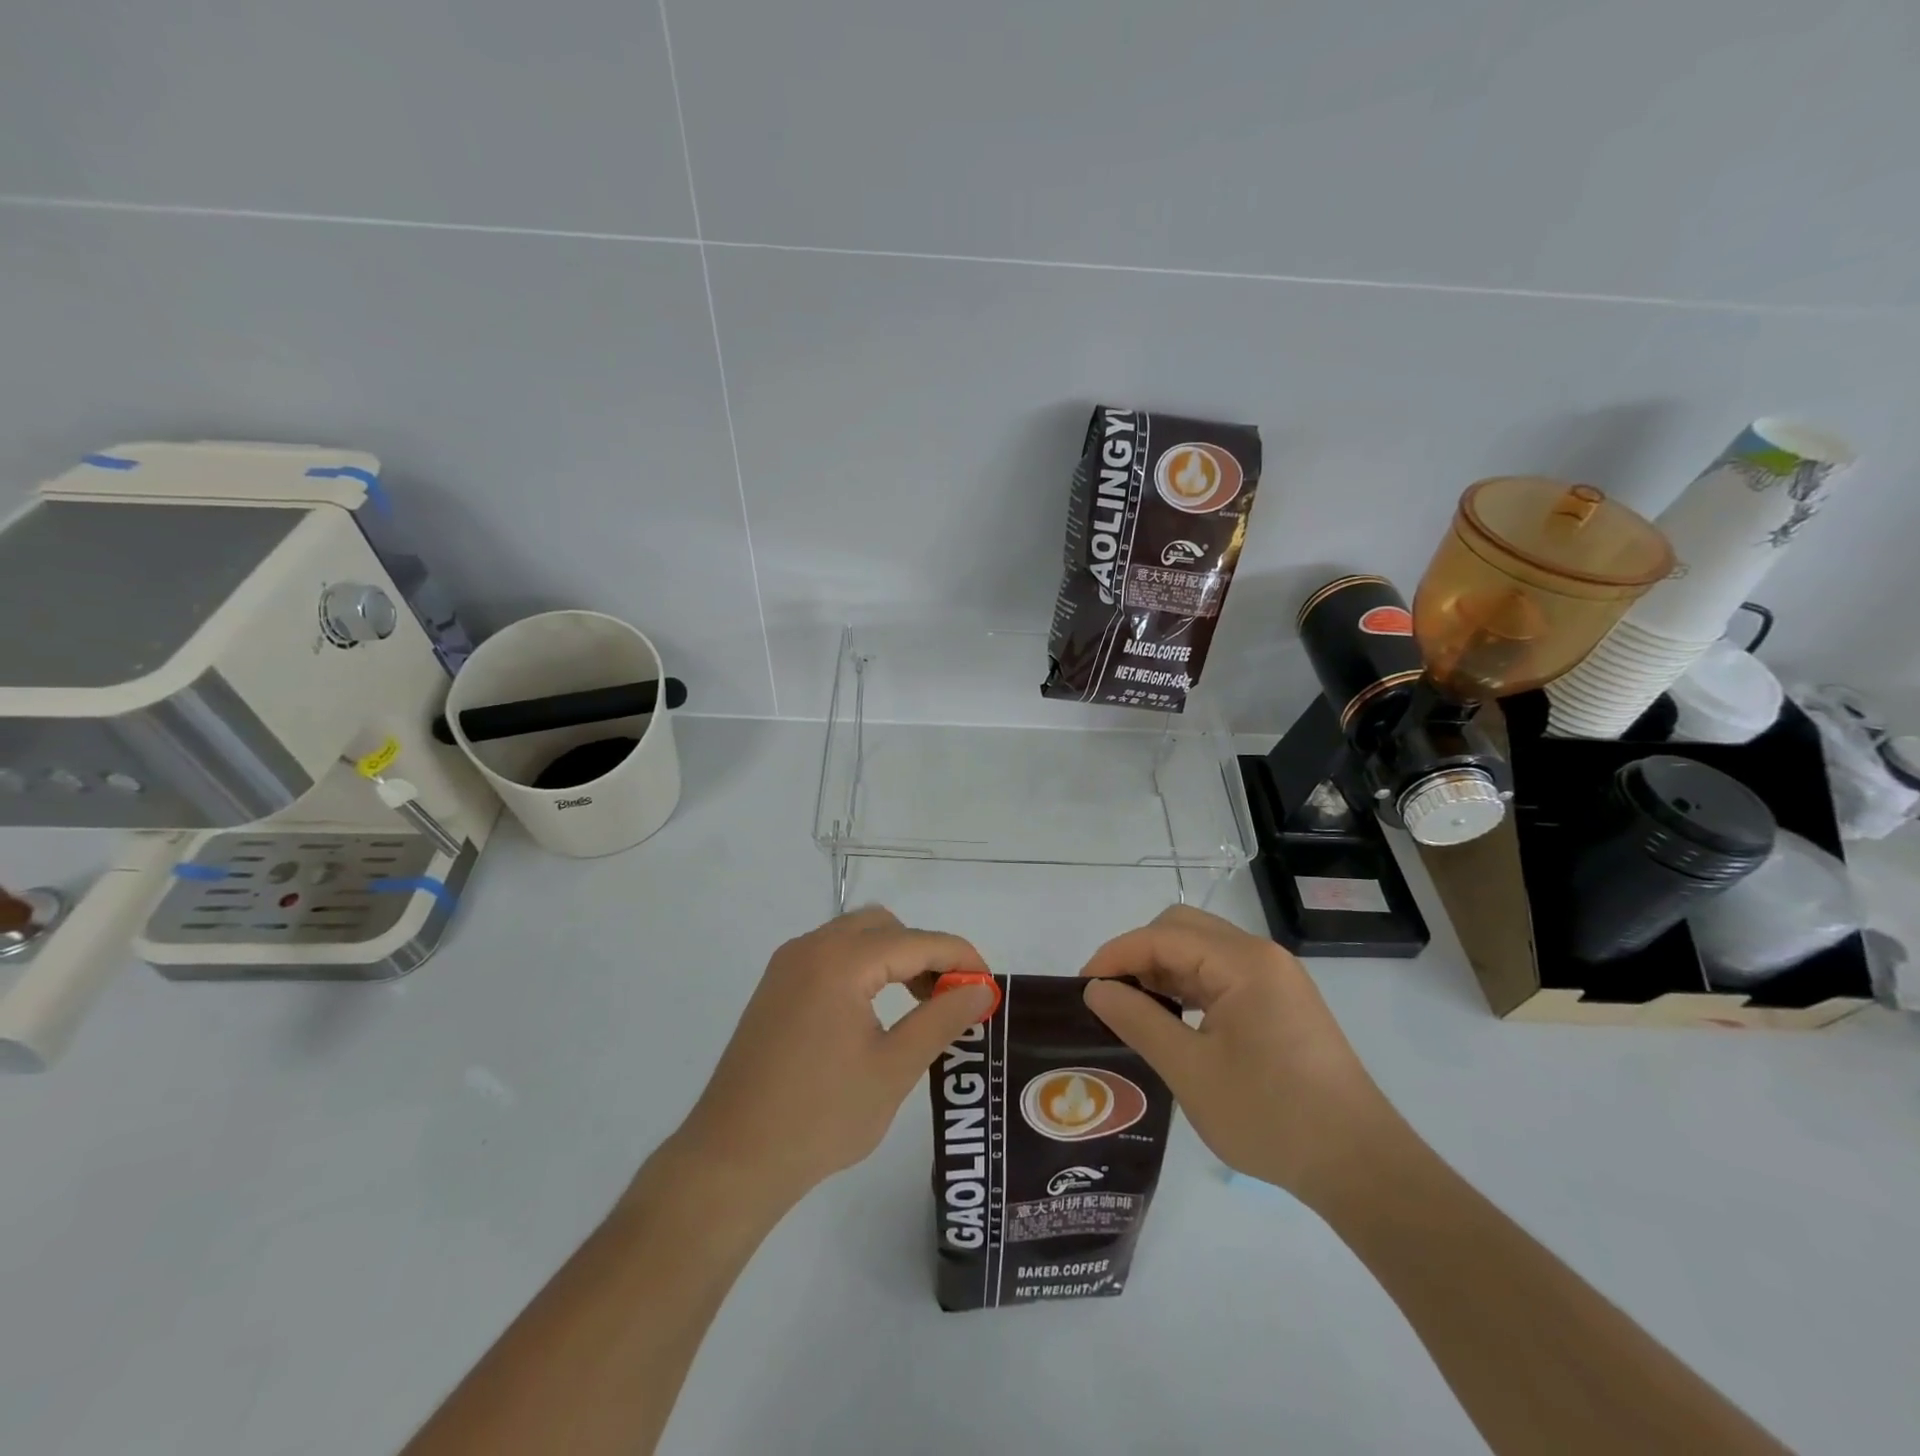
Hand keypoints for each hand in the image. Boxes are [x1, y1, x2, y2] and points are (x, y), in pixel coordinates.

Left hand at [667, 907, 995, 1213]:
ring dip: (895, 957)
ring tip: (921, 1004)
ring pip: (856, 936)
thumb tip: (981, 989)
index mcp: (841, 961)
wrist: (731, 1160)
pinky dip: (864, 967)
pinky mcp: (776, 987)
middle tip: (951, 996)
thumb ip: (942, 1019)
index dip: (960, 958)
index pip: (917, 941)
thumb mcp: (894, 1068)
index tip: (989, 985)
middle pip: (885, 926)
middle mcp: (811, 947)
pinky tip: (876, 1009)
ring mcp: (788, 965)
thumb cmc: (820, 1117)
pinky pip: (832, 955)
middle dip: (926, 952)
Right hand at [1080, 905, 1395, 1205]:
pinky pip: (1221, 975)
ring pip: (1202, 951)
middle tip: (1110, 996)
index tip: (1083, 987)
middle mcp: (1260, 956)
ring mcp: (1275, 978)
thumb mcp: (1190, 1071)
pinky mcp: (1281, 1002)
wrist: (1360, 1166)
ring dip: (1163, 969)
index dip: (1116, 955)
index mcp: (1243, 962)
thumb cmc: (1271, 1116)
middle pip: (1183, 929)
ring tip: (1133, 1010)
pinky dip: (1188, 987)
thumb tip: (1095, 989)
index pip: (1162, 935)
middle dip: (1139, 954)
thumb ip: (1137, 1020)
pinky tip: (1172, 1019)